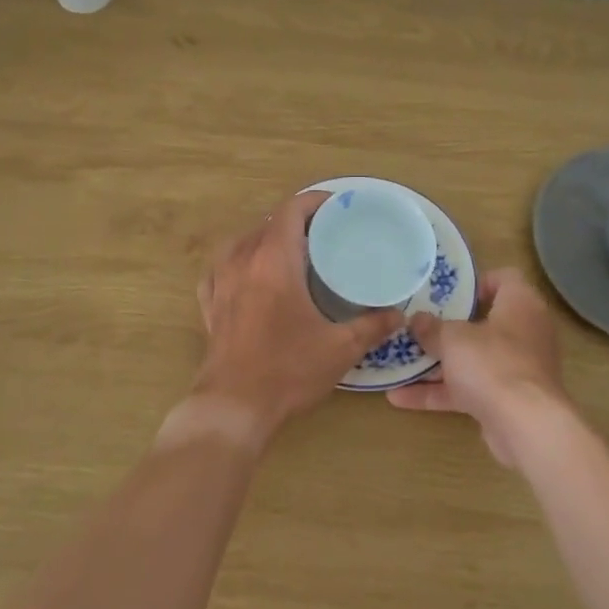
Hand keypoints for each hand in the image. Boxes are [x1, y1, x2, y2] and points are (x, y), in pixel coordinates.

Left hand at [186, 190, 403, 445]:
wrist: (234, 406)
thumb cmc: (288, 370)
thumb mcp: (340, 348)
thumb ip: (372, 326)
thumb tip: (398, 315)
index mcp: (274, 260)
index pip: (291, 211)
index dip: (314, 202)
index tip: (337, 208)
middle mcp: (243, 262)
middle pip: (267, 223)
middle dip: (295, 221)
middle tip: (324, 235)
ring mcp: (221, 283)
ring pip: (241, 243)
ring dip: (265, 239)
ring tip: (289, 253)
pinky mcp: (210, 306)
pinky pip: (221, 269)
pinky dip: (237, 263)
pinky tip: (248, 276)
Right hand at [386, 268, 571, 466]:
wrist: (525, 426)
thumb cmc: (492, 363)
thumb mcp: (453, 339)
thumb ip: (432, 328)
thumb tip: (417, 320)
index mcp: (520, 305)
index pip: (504, 278)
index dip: (476, 282)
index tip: (445, 292)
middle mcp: (523, 333)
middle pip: (483, 321)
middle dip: (447, 327)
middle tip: (416, 324)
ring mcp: (515, 369)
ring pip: (472, 359)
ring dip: (437, 363)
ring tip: (399, 360)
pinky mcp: (505, 400)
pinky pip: (468, 389)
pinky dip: (439, 392)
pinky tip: (399, 397)